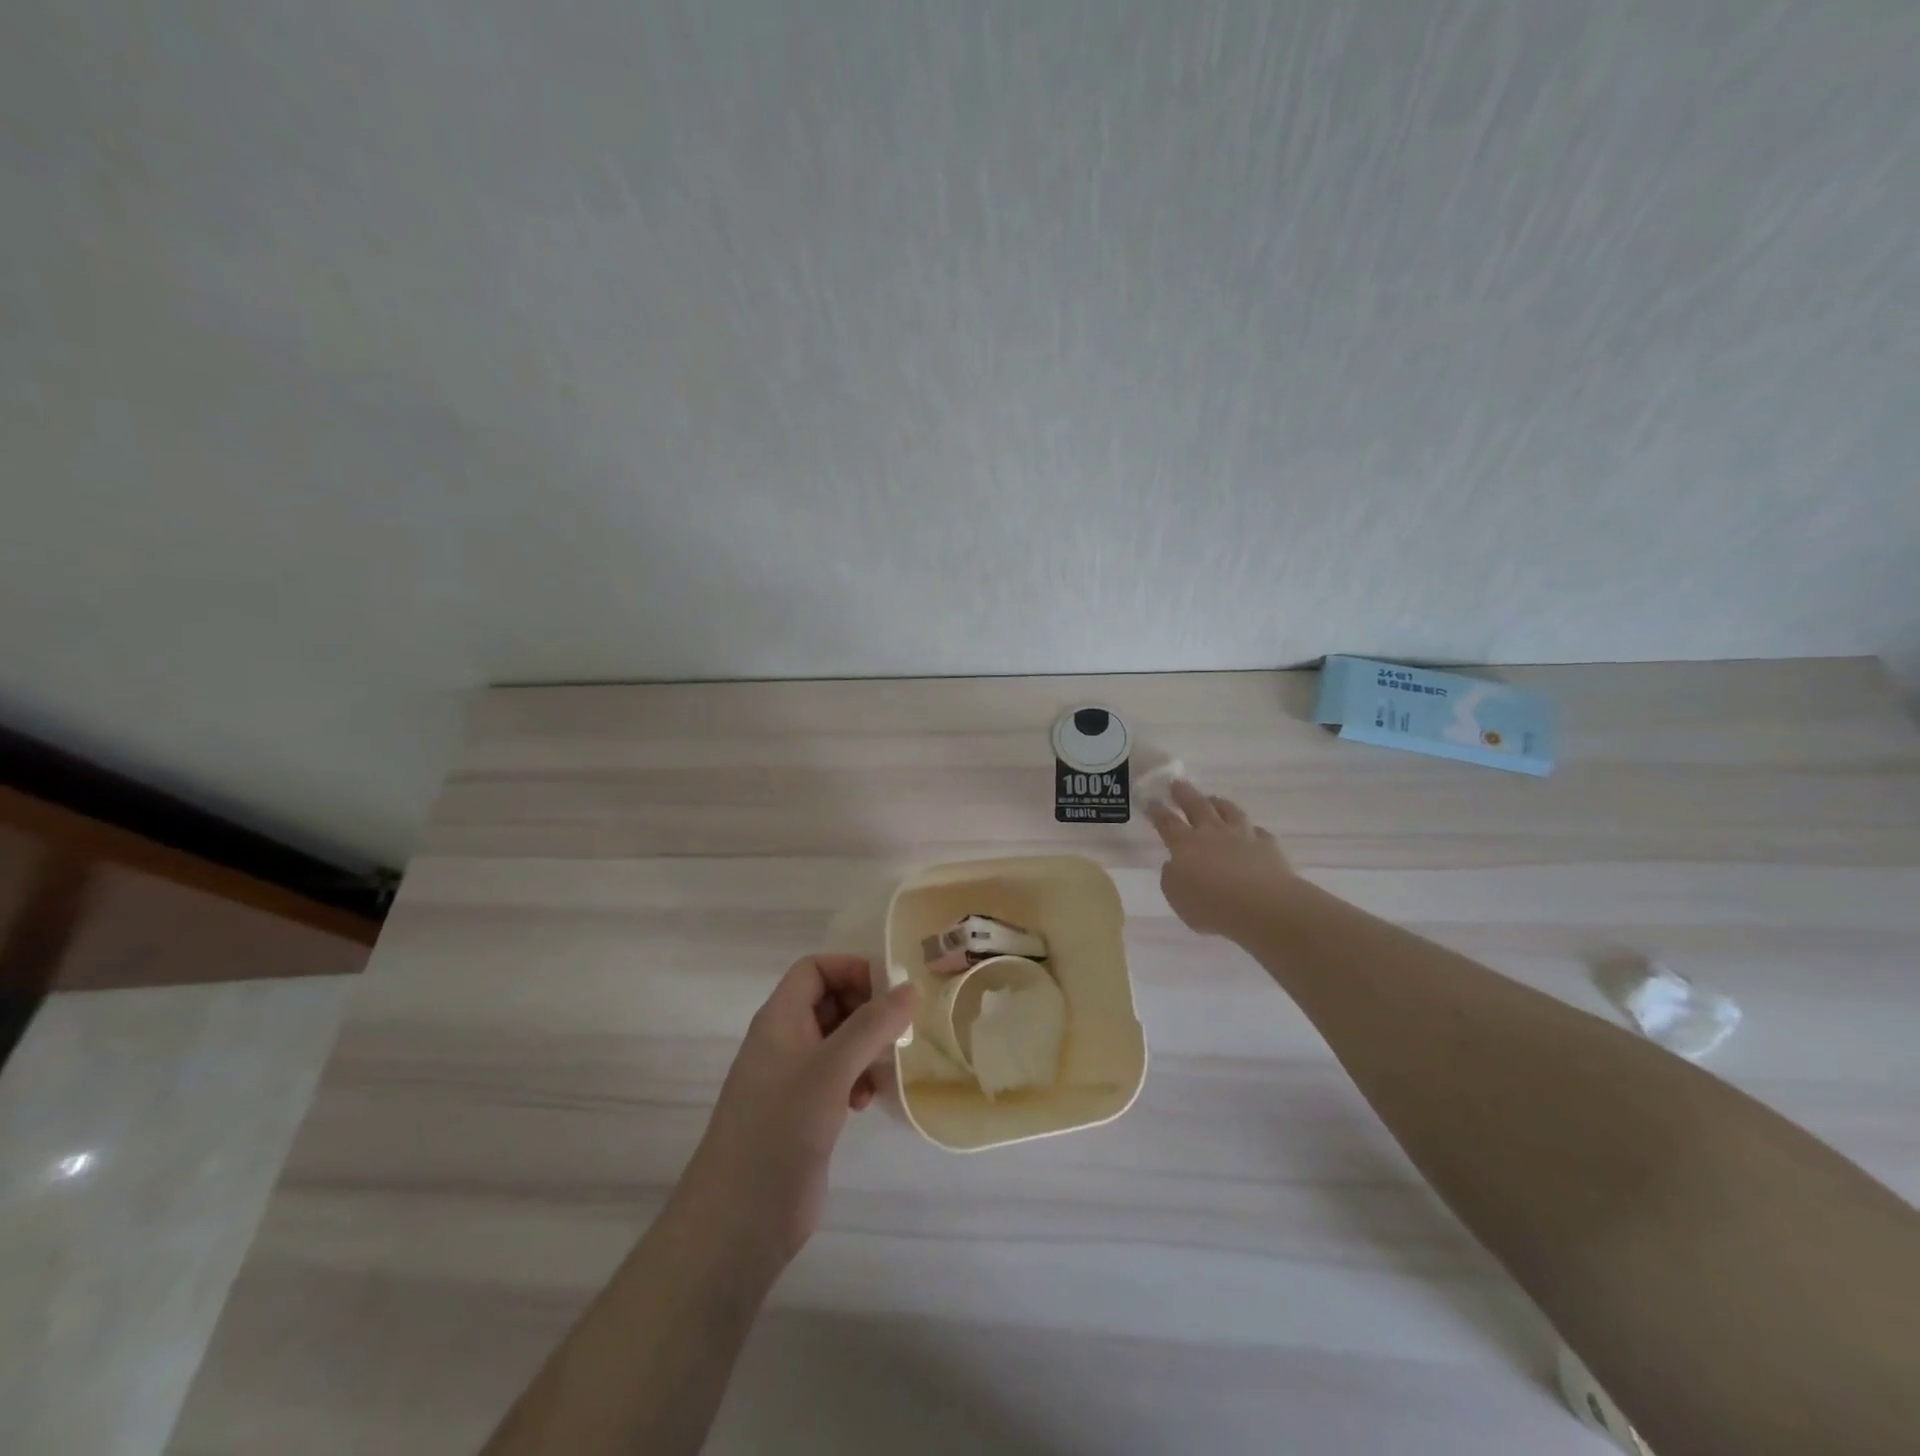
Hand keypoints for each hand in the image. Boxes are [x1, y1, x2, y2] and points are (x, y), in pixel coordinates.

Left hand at [679, 955, 916, 1270]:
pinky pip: (837, 1076)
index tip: (891, 991)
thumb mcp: (831, 1069)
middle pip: (828, 1000)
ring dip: (866, 1045)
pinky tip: (869, 1100)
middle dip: (866, 1008)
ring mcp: (792, 1079)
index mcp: (779, 1019)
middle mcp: (784, 1041)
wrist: (739, 1220)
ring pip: (837, 1040)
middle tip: (899, 1028)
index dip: (851, 969)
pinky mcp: (803, 1113)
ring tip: (889, 1065)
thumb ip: (871, 1025)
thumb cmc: (781, 1128)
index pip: (814, 969)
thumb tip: (910, 988)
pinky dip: (858, 1078)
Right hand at [1146, 781, 1294, 938]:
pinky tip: (1252, 832)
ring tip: (1213, 799)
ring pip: (1229, 811)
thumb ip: (1172, 878)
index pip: (1167, 822)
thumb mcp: (1177, 898)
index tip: (1151, 801)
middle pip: (1197, 806)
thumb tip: (1174, 865)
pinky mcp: (1268, 846)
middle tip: (1177, 783)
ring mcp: (1243, 836)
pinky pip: (1258, 832)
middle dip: (1184, 794)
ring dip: (1219, 803)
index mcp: (1185, 845)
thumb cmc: (1212, 906)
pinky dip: (1252, 831)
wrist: (1263, 906)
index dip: (1157, 811)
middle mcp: (1213, 833)